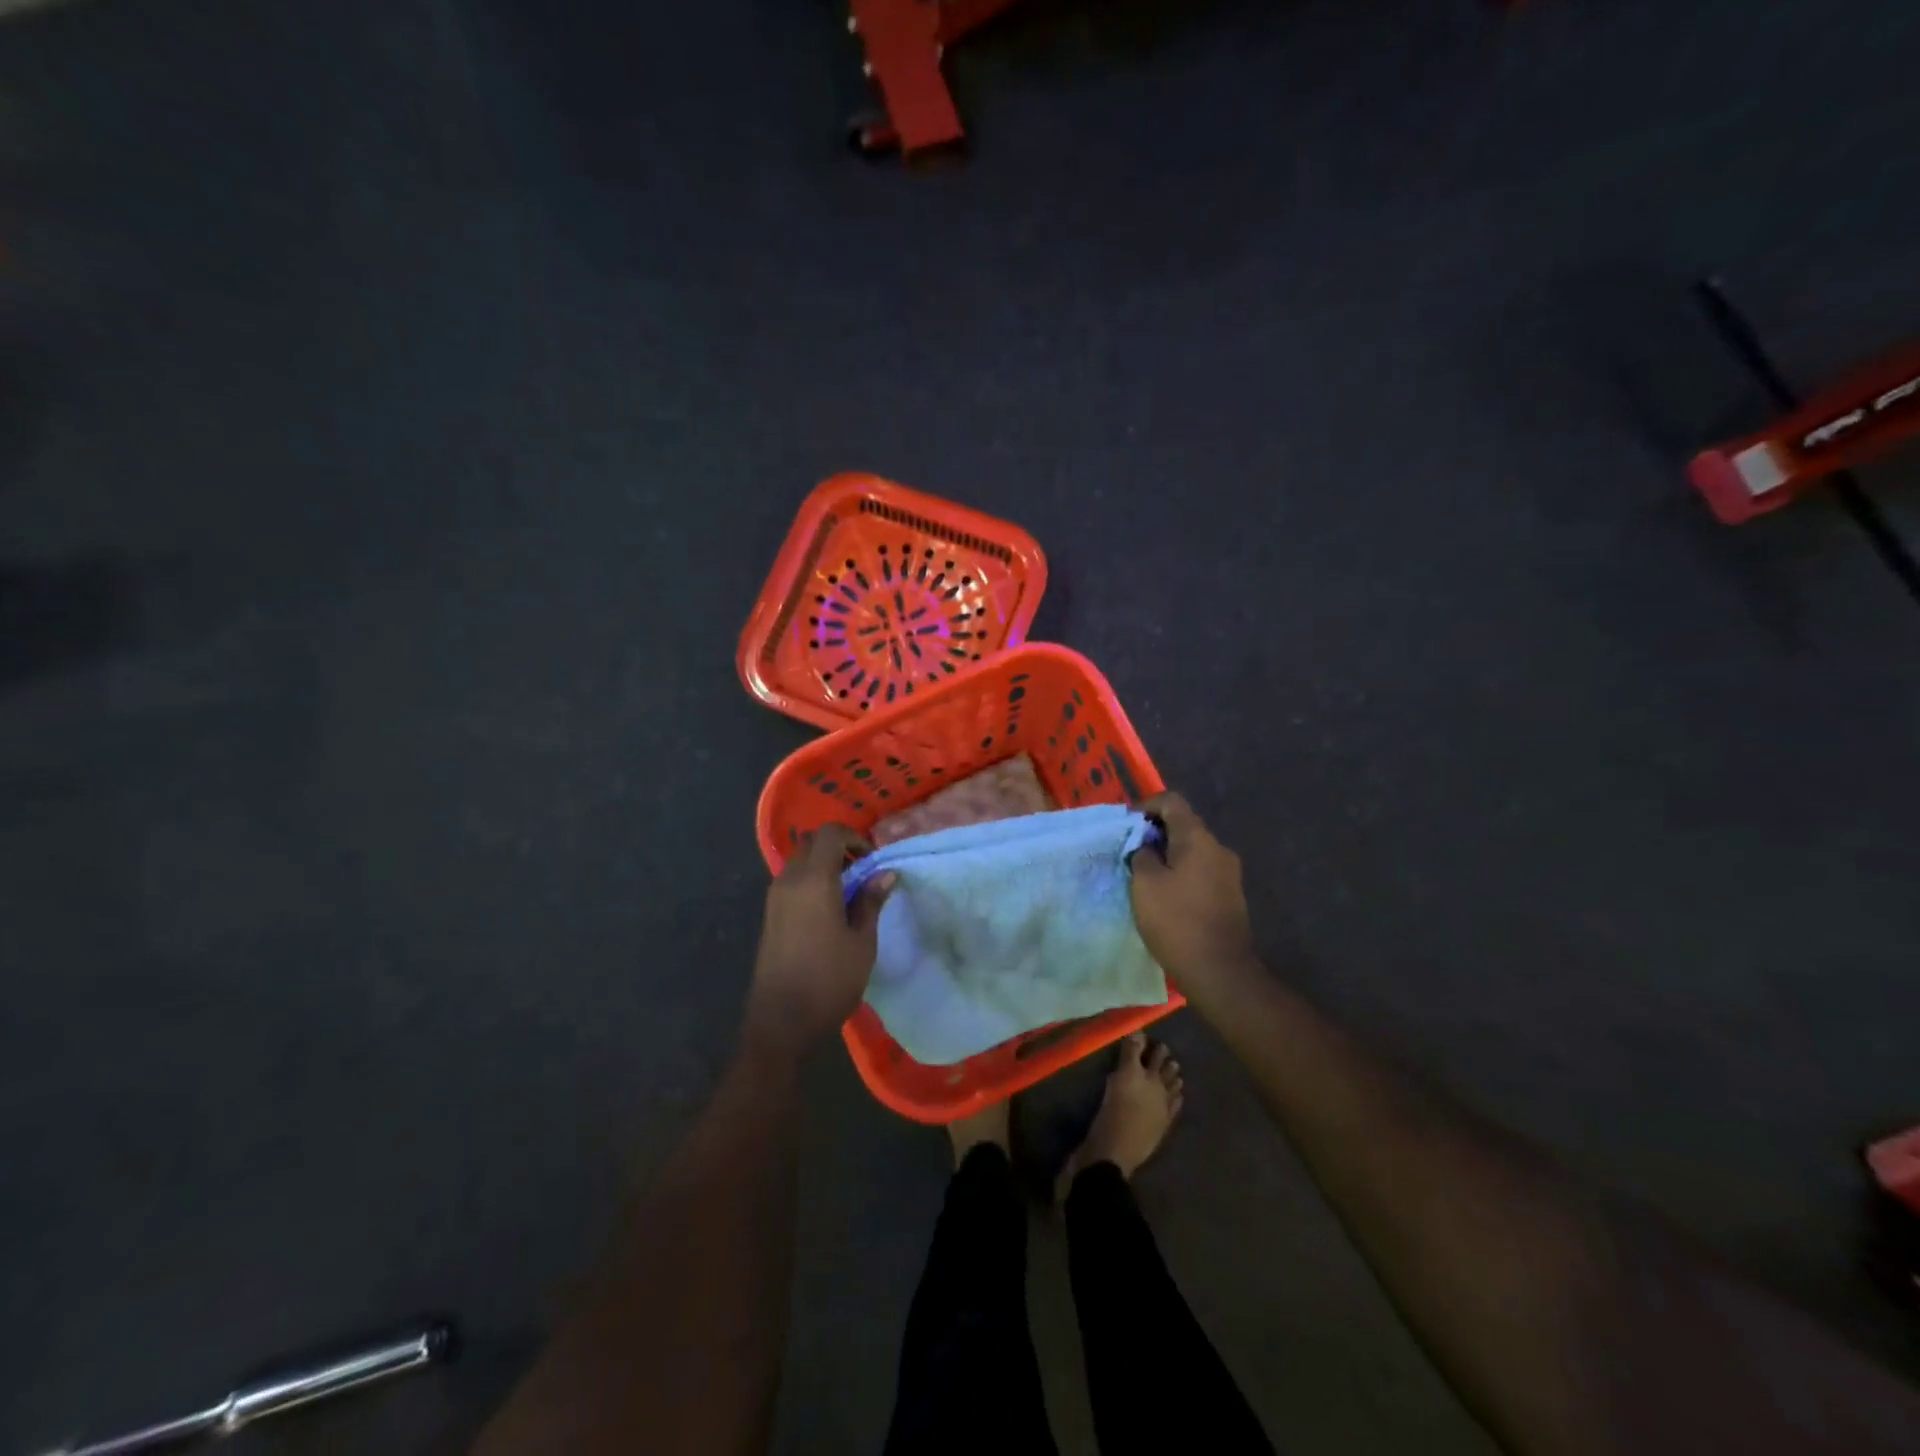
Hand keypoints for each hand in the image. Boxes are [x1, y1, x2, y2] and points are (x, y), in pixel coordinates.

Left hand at [743, 825, 892, 1061]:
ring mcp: (774, 899)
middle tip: (863, 872)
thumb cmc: (829, 980)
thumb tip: (886, 873)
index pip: (830, 833)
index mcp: (814, 880)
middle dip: (838, 848)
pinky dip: (811, 882)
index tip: (872, 859)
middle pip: (811, 844)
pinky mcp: (769, 916)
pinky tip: (829, 910)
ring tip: (849, 893)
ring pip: (799, 862)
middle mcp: (789, 881)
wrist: (781, 1022)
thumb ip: (871, 901)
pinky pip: (791, 882)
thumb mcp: (862, 942)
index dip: (854, 837)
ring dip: (824, 866)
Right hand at [1131, 792, 1258, 995]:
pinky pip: (1200, 871)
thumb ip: (1141, 855)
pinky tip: (1165, 896)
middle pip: (1183, 825)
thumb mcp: (1145, 884)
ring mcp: (1228, 873)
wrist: (1220, 971)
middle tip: (1130, 853)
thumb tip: (1146, 847)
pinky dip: (1180, 873)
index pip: (1171, 801)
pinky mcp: (1230, 896)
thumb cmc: (1177, 921)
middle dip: (1154, 833)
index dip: (1145, 807)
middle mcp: (1218, 848)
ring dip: (1167, 855)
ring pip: (1192, 850)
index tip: (1127, 828)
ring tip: (1144, 876)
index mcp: (1198, 838)